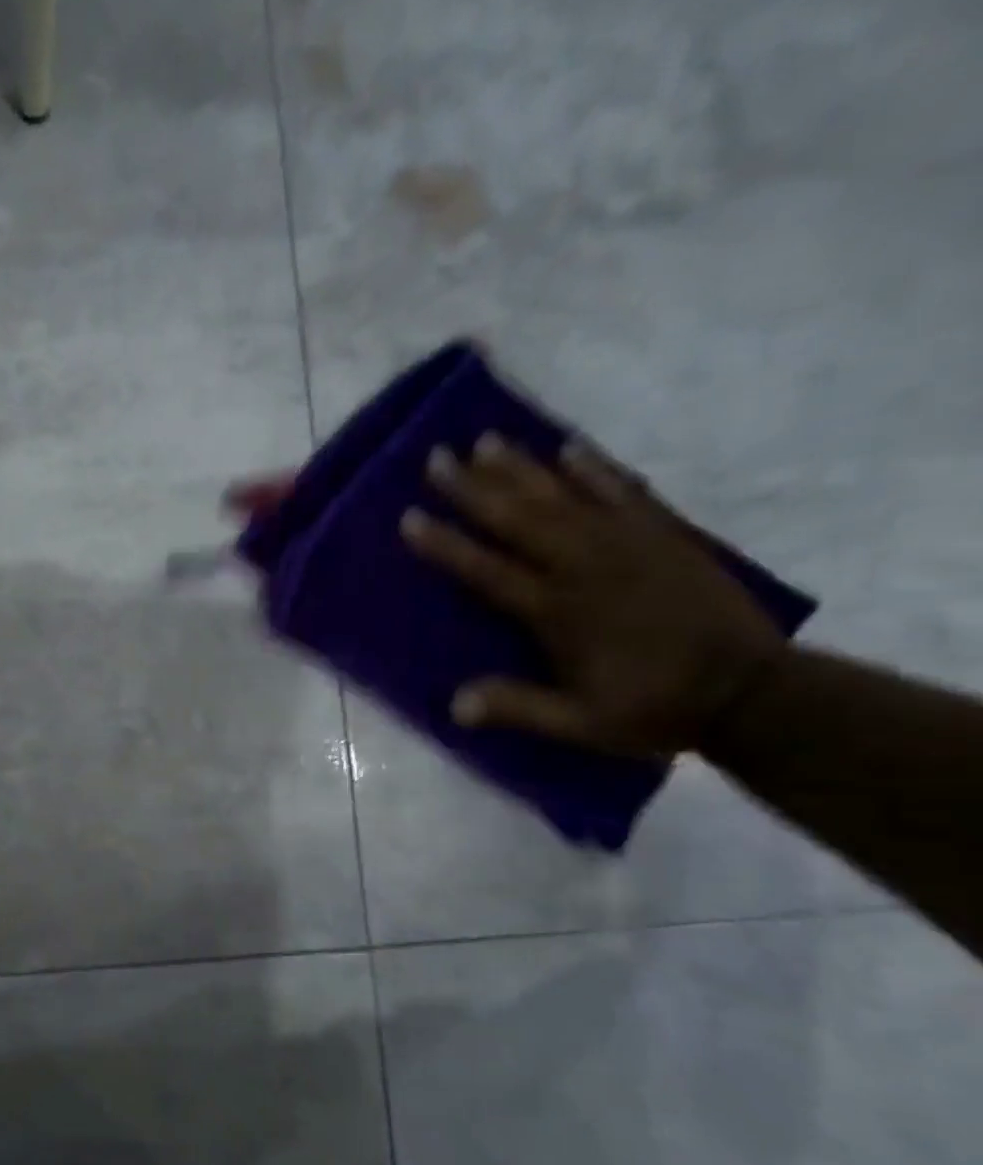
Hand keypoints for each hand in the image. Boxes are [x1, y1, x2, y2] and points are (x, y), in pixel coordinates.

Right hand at [399, 434, 787, 756]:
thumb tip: (453, 706)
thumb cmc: (656, 709)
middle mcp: (586, 567)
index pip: (488, 570)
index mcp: (558, 611)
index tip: (410, 517)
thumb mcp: (581, 724)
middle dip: (474, 488)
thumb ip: (519, 709)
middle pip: (519, 519)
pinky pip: (625, 493)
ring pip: (565, 496)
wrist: (754, 693)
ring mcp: (629, 545)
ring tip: (487, 440)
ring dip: (522, 468)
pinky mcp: (666, 536)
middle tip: (438, 457)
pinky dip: (596, 470)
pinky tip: (570, 450)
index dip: (447, 544)